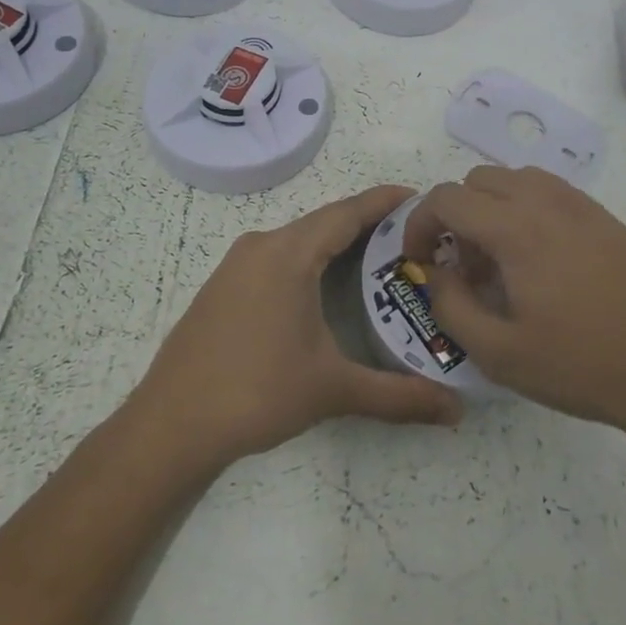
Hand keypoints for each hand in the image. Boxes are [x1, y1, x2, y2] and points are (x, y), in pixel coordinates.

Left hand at [135, 185, 462, 466]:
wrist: (169, 426)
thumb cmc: (256, 393)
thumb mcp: (332, 390)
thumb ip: (398, 396)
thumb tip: (456, 412)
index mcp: (288, 254)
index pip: (346, 213)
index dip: (384, 202)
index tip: (419, 198)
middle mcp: (261, 247)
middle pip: (323, 222)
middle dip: (367, 223)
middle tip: (411, 237)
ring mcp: (236, 266)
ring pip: (298, 240)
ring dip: (336, 242)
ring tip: (379, 257)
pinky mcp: (223, 287)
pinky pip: (277, 257)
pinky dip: (309, 259)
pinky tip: (326, 285)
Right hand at [401, 166, 625, 436]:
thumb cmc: (578, 366)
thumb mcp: (497, 352)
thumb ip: (450, 304)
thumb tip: (434, 271)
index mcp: (516, 229)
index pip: (447, 198)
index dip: (419, 223)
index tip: (419, 259)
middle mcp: (547, 202)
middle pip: (479, 179)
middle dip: (457, 215)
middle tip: (464, 266)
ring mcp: (582, 206)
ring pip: (517, 179)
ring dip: (493, 208)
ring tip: (502, 261)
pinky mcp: (605, 218)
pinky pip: (551, 192)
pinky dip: (527, 209)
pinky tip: (541, 260)